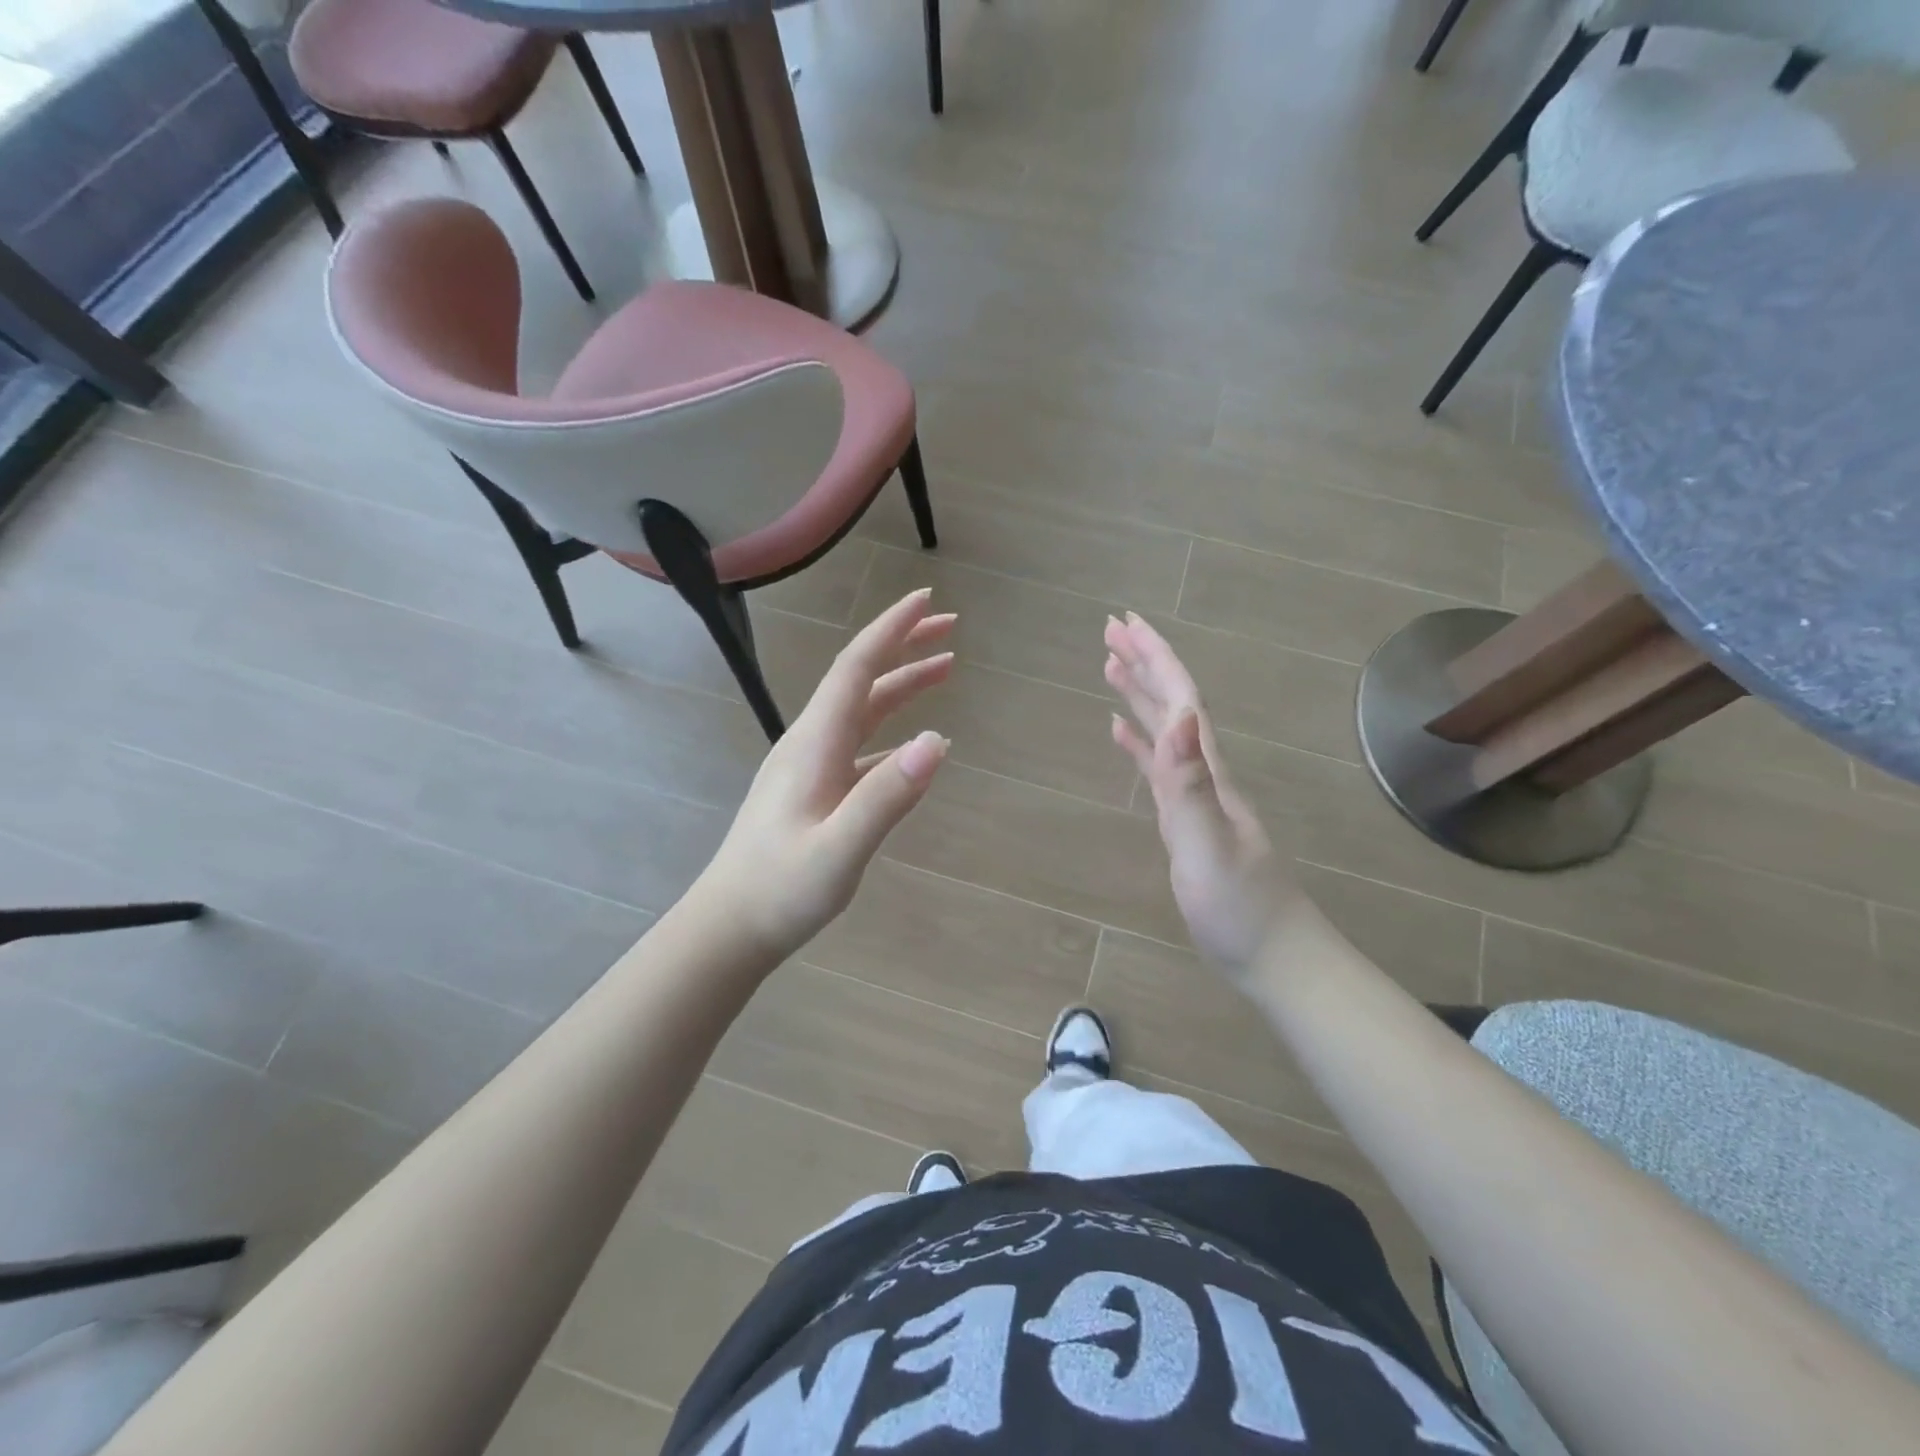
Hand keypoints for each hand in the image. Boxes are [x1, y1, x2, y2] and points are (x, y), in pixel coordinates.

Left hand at [692, 589, 953, 966]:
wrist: (730, 925)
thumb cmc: (781, 889)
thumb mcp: (839, 850)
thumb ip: (886, 797)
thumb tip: (937, 743)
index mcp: (815, 743)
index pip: (856, 667)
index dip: (892, 630)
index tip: (926, 600)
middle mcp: (812, 742)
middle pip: (861, 679)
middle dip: (905, 646)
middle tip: (951, 627)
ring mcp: (811, 766)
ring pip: (863, 711)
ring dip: (902, 685)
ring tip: (945, 671)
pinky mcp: (815, 790)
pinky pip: (861, 745)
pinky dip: (893, 732)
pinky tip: (915, 746)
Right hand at [1105, 613, 1306, 982]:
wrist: (1273, 953)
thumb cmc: (1240, 907)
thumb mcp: (1208, 846)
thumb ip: (1190, 784)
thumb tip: (1179, 716)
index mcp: (1208, 770)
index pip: (1182, 698)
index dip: (1156, 657)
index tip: (1125, 622)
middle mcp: (1203, 770)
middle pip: (1173, 702)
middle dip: (1145, 661)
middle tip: (1111, 627)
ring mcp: (1195, 794)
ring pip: (1165, 729)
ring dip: (1140, 693)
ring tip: (1110, 664)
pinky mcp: (1184, 818)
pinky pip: (1158, 766)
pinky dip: (1138, 741)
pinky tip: (1121, 731)